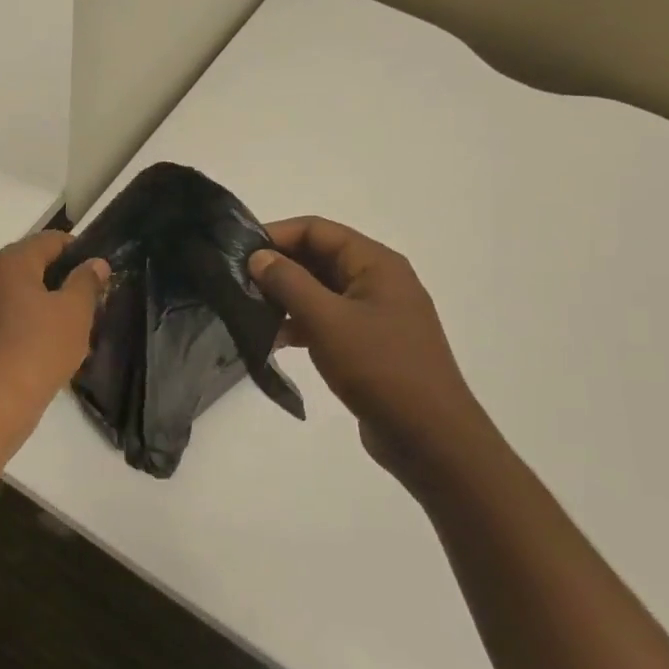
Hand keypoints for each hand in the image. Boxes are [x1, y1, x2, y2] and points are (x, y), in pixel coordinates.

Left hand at [0, 230, 108, 443]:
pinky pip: (9, 317)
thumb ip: (86, 281)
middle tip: (91, 301)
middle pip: (34, 265)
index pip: (51, 240)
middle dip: (63, 278)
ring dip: (47, 302)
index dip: (79, 252)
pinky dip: (29, 322)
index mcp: (10, 262)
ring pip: (21, 293)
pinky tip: (48, 345)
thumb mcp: (75, 312)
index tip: (100, 274)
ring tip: (74, 326)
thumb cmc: (38, 349)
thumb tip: (95, 263)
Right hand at [249, 217, 494, 493]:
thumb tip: (258, 257)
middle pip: (319, 258)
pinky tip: (273, 340)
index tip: (239, 252)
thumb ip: (288, 282)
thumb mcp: (327, 320)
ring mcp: (376, 314)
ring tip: (248, 311)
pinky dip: (301, 324)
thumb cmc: (380, 368)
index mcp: (376, 263)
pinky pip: (328, 320)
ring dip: (286, 298)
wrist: (430, 439)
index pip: (317, 230)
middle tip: (238, 282)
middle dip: (279, 268)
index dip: (277, 235)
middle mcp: (378, 281)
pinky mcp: (369, 345)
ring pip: (321, 291)